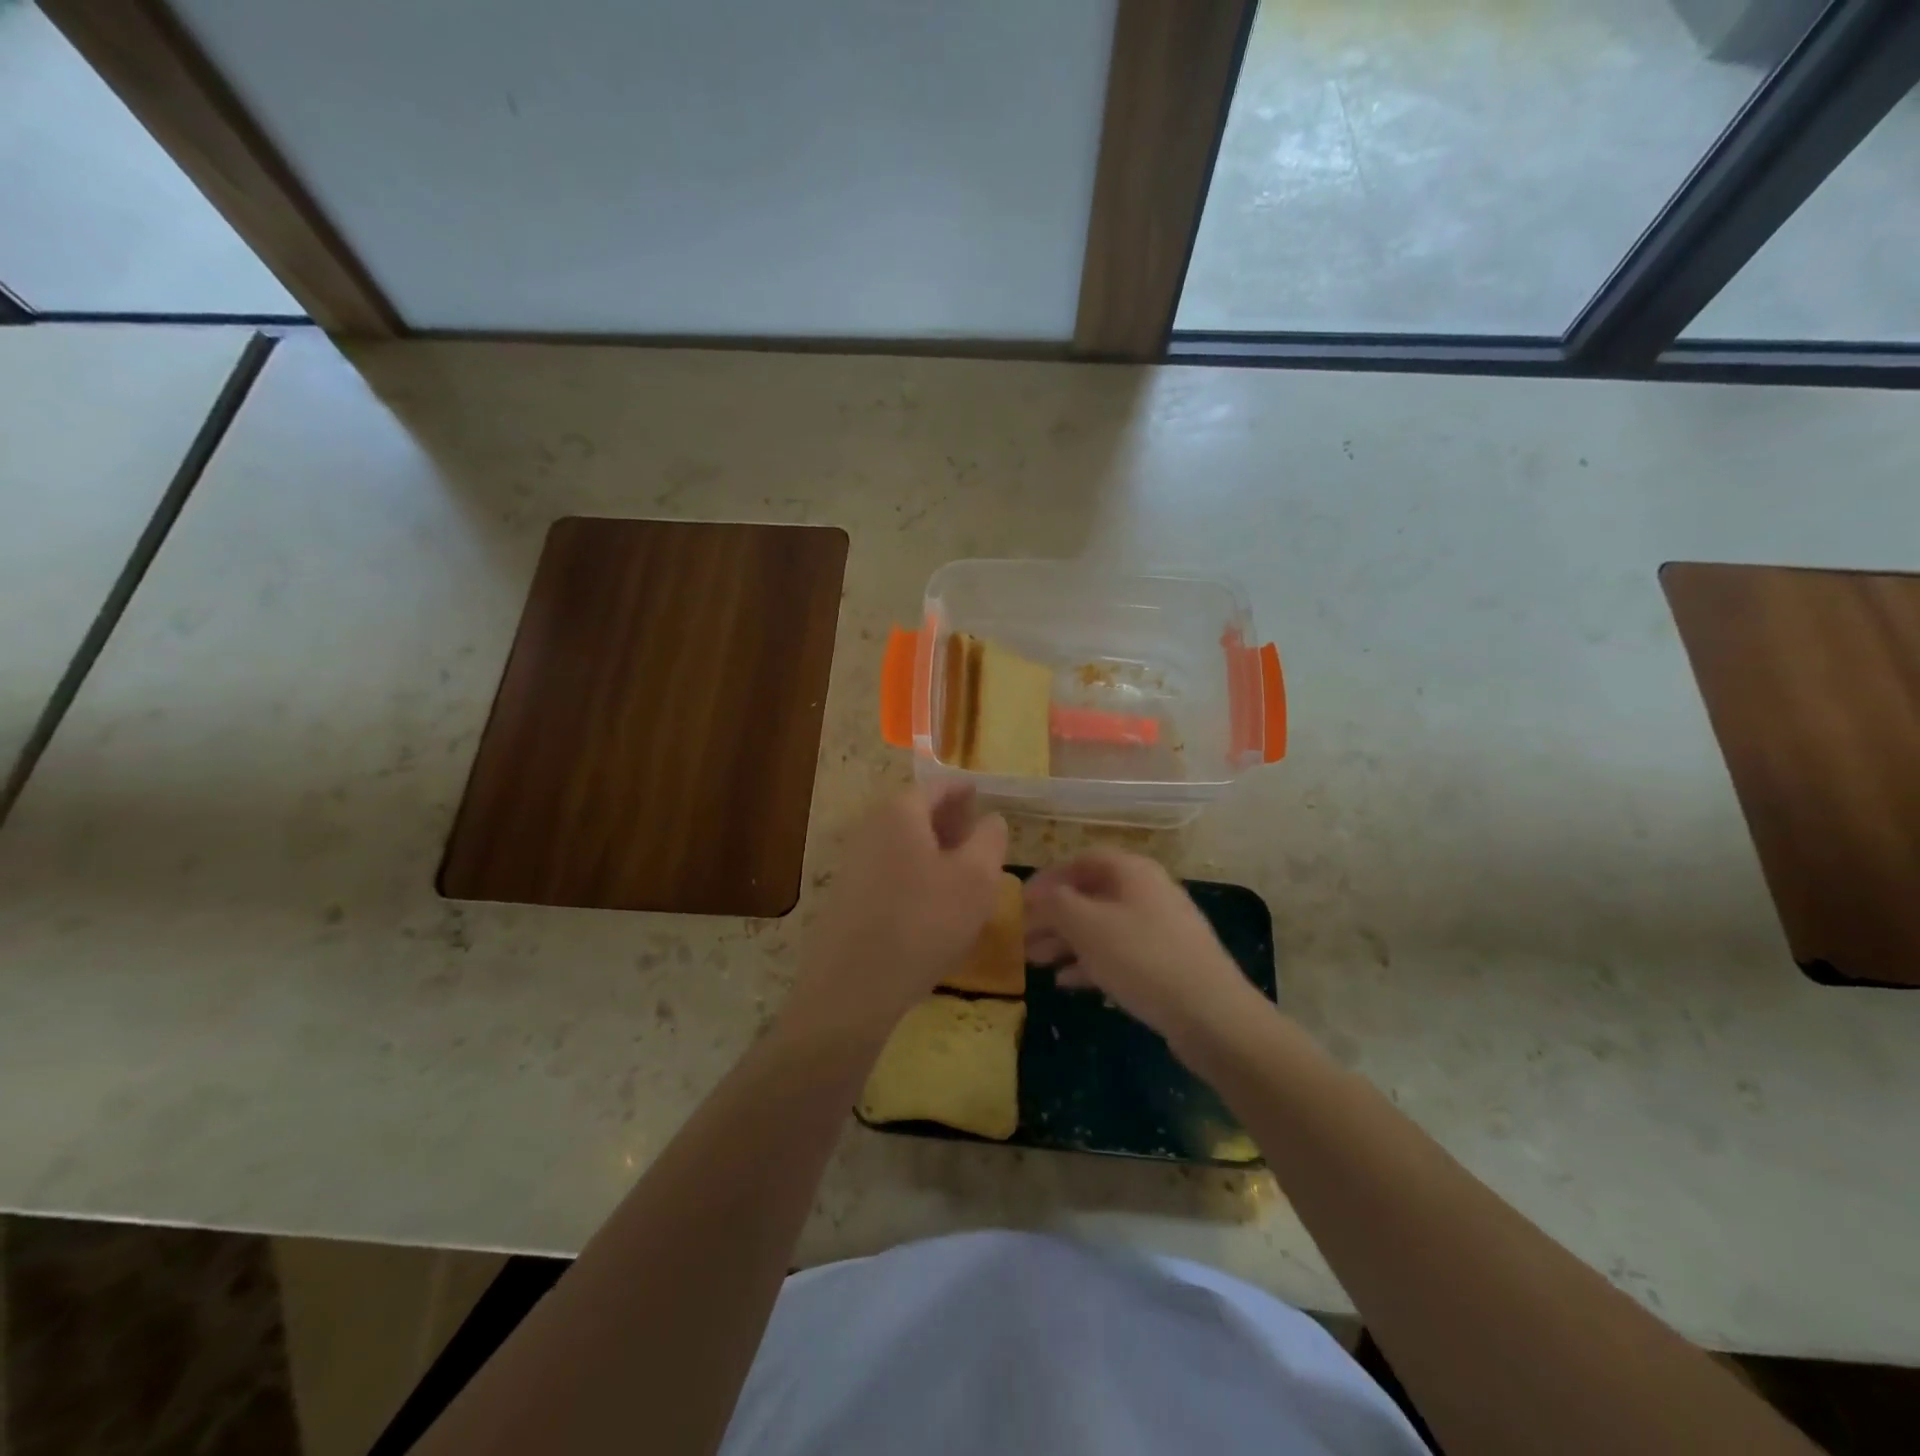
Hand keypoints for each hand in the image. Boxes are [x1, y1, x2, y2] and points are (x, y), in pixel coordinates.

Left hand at [785, 784, 1007, 1041]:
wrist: (853, 986)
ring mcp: (854, 861)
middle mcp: (871, 826)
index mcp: (900, 811)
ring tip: (965, 874)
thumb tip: (991, 818)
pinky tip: (935, 904)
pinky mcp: (848, 894)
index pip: (939, 785)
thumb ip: (990, 839)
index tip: (986, 800)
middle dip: (952, 821)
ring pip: (905, 843)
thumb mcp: (976, 878)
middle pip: (918, 811)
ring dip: (936, 850)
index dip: (966, 791)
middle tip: (981, 840)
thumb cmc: (923, 922)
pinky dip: (916, 873)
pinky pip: (891, 869)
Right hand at [1025, 849, 1263, 1058]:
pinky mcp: (1166, 962)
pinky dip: (1090, 962)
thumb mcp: (1087, 925)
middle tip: (1021, 938)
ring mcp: (1160, 927)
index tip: (1019, 902)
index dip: (1047, 878)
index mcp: (1131, 871)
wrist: (1210, 1014)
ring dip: (1066, 941)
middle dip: (1052, 916)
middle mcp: (1147, 891)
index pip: (1080, 861)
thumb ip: (1055, 903)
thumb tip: (1039, 894)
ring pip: (1101, 926)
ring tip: (1035, 962)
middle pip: (1090, 895)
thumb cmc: (1141, 957)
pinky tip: (1067, 982)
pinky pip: (1119, 952)